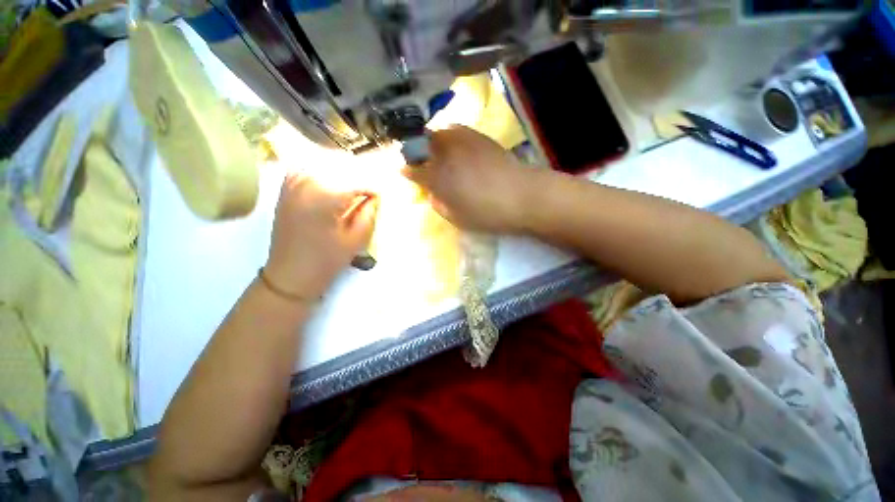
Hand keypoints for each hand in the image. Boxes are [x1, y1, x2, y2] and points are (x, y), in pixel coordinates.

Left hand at [265, 173, 377, 298]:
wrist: (289, 274)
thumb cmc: (326, 261)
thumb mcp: (356, 239)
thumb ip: (369, 212)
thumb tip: (376, 195)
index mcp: (325, 197)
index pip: (359, 180)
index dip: (374, 186)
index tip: (383, 194)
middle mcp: (306, 182)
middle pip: (343, 166)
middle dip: (361, 177)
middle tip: (372, 191)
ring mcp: (293, 182)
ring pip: (327, 164)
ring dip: (345, 173)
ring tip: (356, 188)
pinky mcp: (287, 186)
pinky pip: (311, 168)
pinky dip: (327, 173)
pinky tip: (336, 184)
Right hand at [402, 125, 532, 232]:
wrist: (523, 196)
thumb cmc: (487, 214)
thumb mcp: (457, 219)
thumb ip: (440, 205)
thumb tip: (433, 194)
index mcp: (438, 178)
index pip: (415, 171)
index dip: (408, 172)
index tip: (404, 172)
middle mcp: (446, 155)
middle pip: (423, 145)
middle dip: (417, 151)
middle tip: (418, 159)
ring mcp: (463, 142)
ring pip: (439, 133)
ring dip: (432, 140)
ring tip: (435, 150)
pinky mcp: (480, 137)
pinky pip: (457, 130)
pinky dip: (450, 135)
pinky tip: (455, 144)